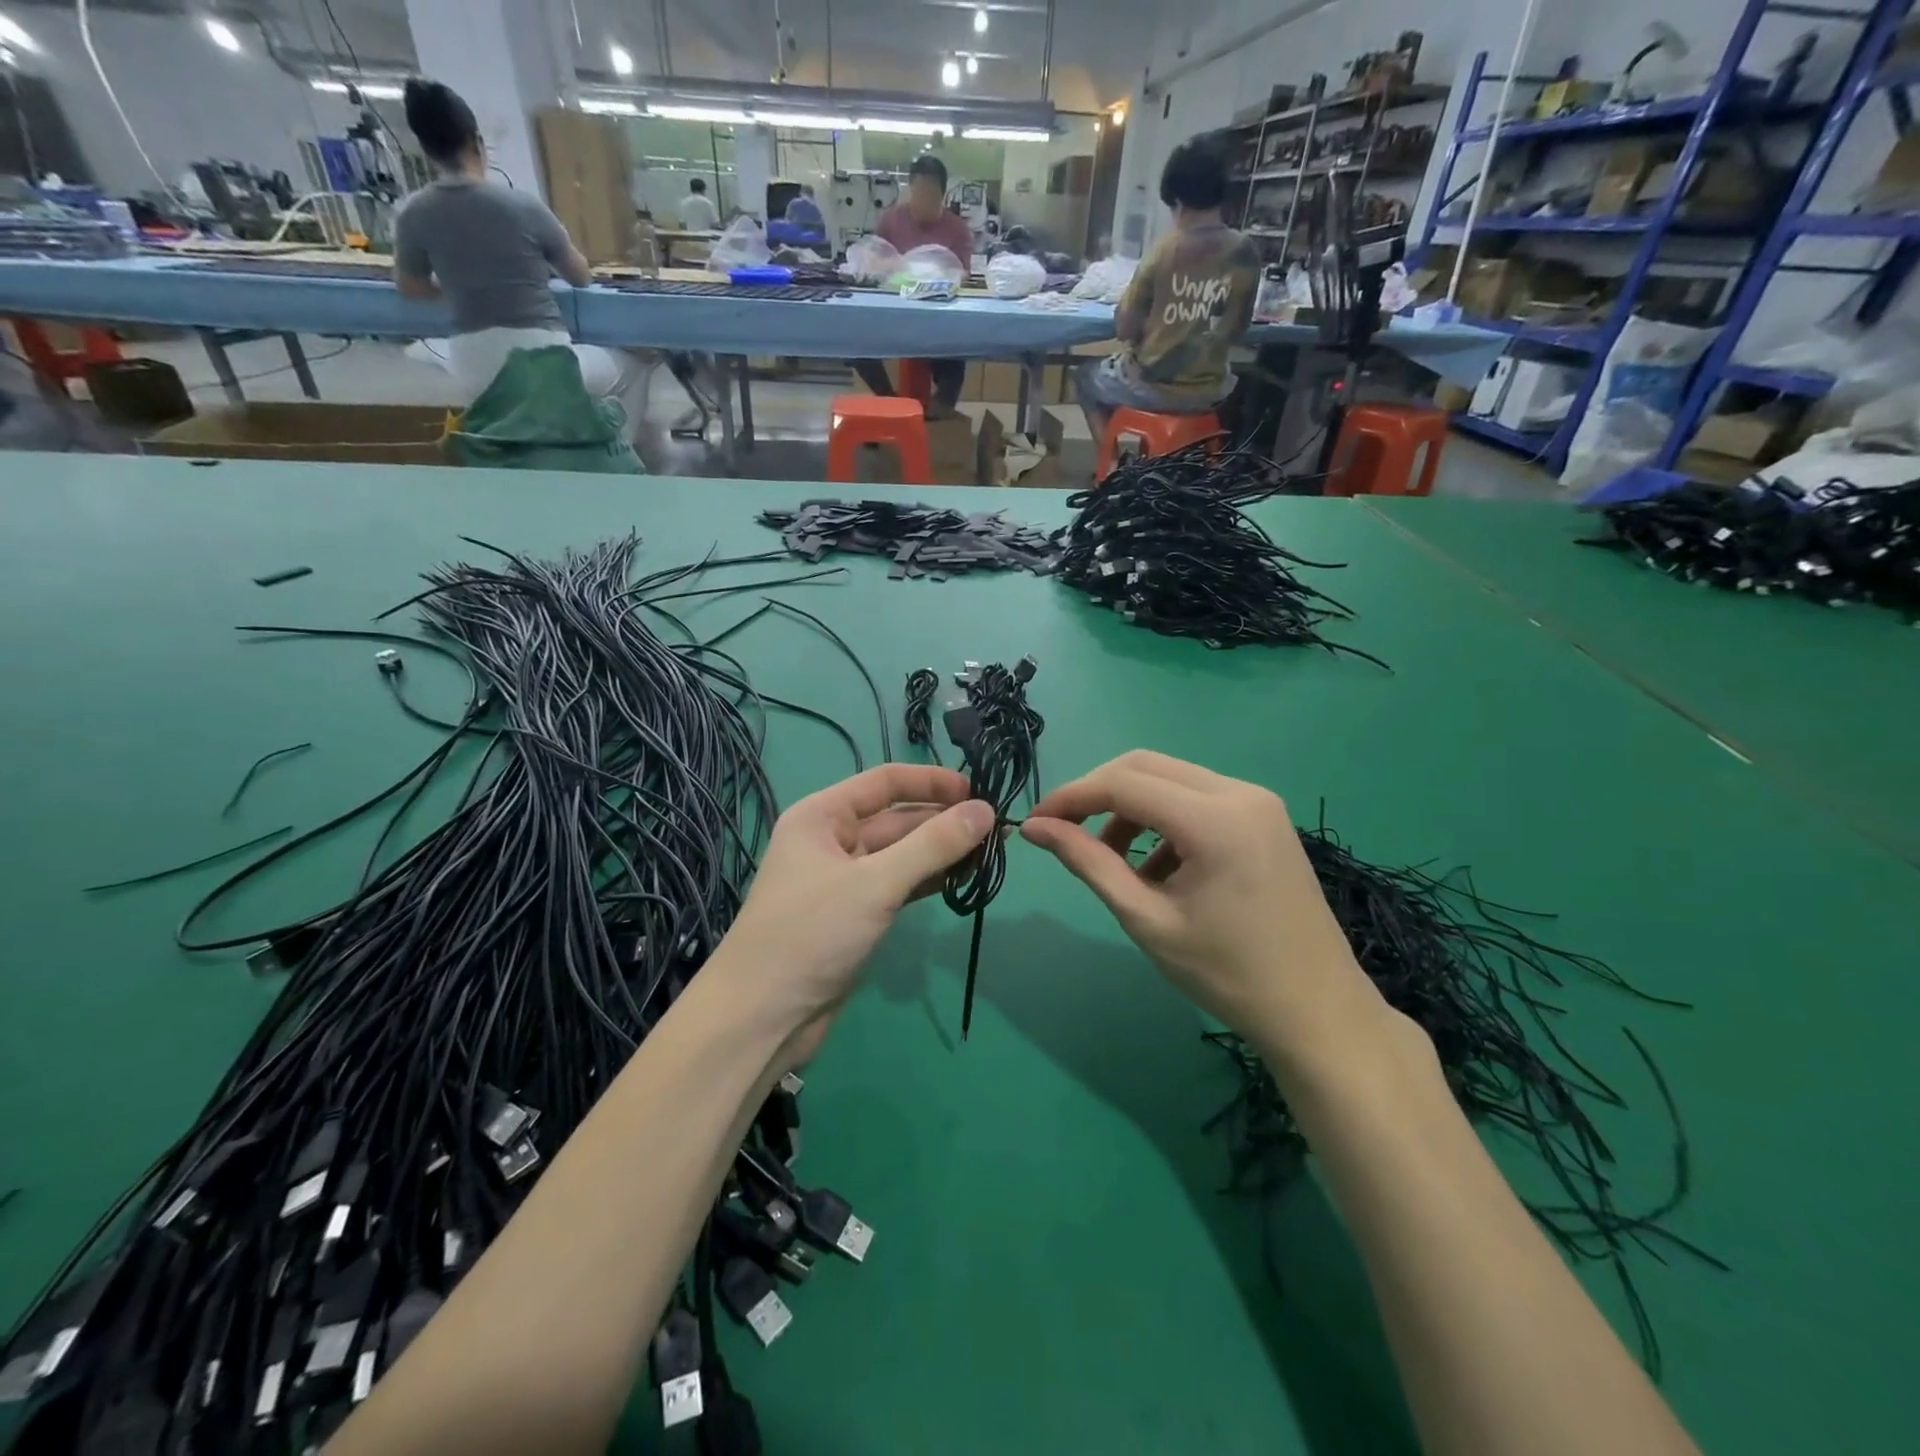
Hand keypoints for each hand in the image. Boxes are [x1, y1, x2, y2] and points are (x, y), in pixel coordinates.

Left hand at [715, 765, 995, 1053]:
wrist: (763, 1017)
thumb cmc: (811, 934)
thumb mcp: (875, 884)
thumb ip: (933, 845)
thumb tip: (986, 811)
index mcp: (822, 816)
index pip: (885, 782)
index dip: (932, 782)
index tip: (979, 791)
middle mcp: (832, 840)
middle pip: (897, 819)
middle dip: (944, 821)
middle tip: (998, 830)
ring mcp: (845, 879)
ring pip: (902, 854)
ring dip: (942, 852)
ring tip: (991, 854)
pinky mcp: (856, 914)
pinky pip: (900, 884)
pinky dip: (929, 880)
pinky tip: (963, 879)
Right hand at [1020, 751, 1387, 1070]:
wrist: (1317, 1010)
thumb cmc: (1226, 974)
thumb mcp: (1146, 919)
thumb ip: (1088, 863)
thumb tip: (1034, 828)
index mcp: (1214, 819)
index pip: (1123, 783)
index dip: (1071, 797)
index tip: (1035, 823)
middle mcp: (1239, 793)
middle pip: (1145, 766)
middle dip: (1097, 794)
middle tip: (1065, 833)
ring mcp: (1257, 801)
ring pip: (1170, 779)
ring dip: (1130, 808)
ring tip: (1113, 861)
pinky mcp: (1264, 815)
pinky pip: (1197, 798)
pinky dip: (1163, 820)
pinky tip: (1156, 867)